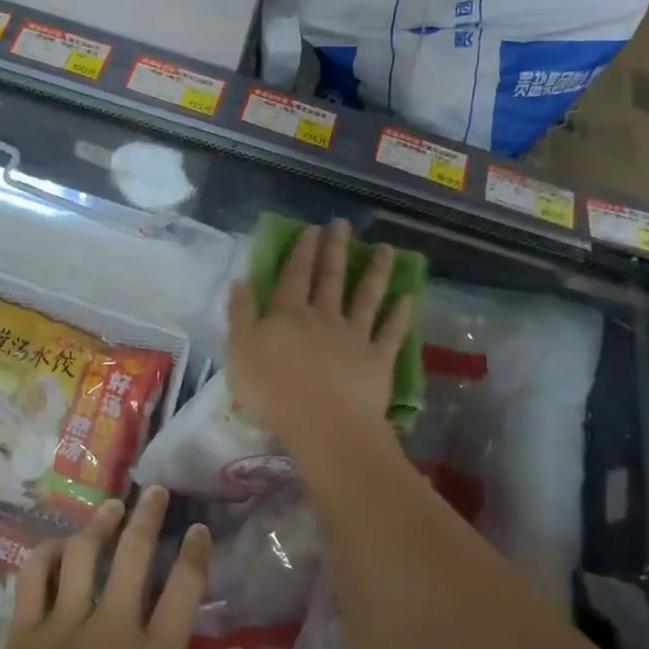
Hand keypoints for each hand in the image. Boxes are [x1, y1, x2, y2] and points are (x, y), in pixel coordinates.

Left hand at [0, 488, 249, 648]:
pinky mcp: (23, 635)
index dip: (195, 552)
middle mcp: (112, 628)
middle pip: (133, 553)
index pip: (184, 587)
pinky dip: (46, 554)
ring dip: (100, 523)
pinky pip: (33, 577)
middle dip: (149, 515)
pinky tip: (57, 544)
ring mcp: (63, 627)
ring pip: (83, 554)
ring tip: (112, 506)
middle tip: (156, 491)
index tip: (198, 529)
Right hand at [226, 219, 414, 450]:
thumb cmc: (272, 391)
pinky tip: (409, 297)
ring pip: (366, 298)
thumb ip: (241, 315)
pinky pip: (391, 332)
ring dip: (376, 272)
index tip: (312, 229)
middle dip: (335, 250)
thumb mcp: (239, 352)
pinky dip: (401, 315)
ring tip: (386, 250)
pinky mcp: (378, 359)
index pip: (294, 277)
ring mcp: (354, 337)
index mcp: (288, 315)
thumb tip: (241, 281)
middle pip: (330, 279)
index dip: (302, 252)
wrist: (322, 423)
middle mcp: (323, 318)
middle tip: (343, 225)